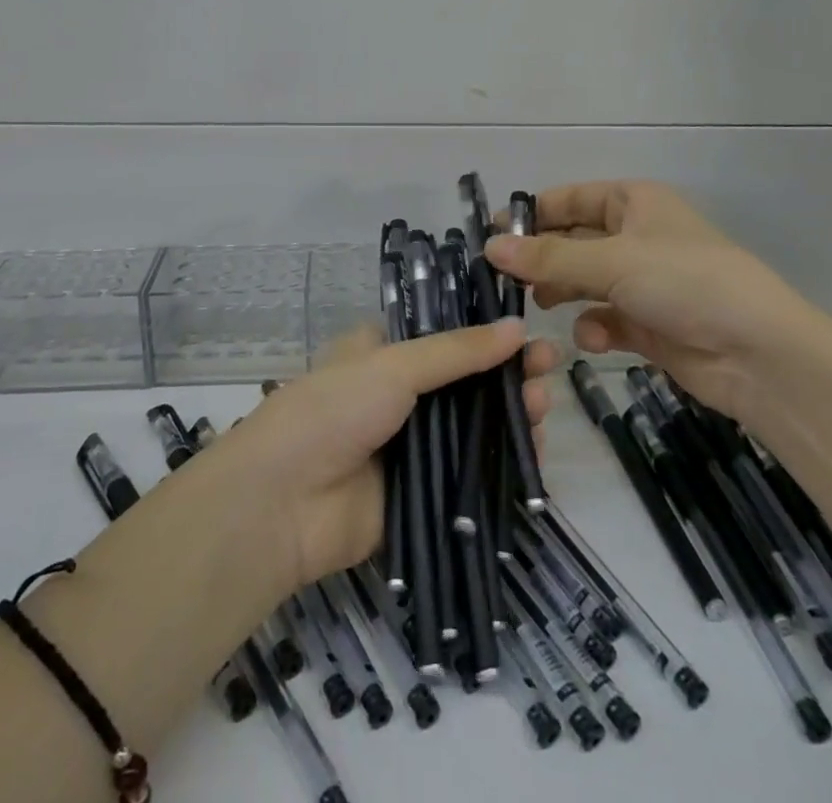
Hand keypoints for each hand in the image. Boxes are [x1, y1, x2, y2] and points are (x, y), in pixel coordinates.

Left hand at [210, 322, 558, 589]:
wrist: (282, 505)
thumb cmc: (332, 412)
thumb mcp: (393, 367)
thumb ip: (457, 351)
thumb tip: (518, 326)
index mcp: (382, 355)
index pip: (443, 334)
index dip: (484, 331)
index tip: (525, 327)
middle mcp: (399, 397)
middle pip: (465, 382)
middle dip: (506, 373)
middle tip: (549, 365)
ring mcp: (410, 448)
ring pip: (473, 428)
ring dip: (510, 414)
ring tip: (544, 403)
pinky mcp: (422, 497)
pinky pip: (470, 478)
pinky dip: (502, 465)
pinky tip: (535, 451)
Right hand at [484, 179, 831, 420]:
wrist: (759, 354)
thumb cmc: (684, 283)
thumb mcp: (612, 261)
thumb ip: (548, 256)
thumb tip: (490, 247)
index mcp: (634, 203)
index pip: (569, 199)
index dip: (531, 214)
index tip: (491, 236)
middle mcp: (637, 237)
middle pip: (573, 241)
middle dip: (543, 260)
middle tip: (503, 280)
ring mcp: (644, 283)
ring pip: (585, 281)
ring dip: (563, 292)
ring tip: (539, 306)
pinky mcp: (650, 325)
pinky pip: (606, 318)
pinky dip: (594, 326)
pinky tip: (592, 338)